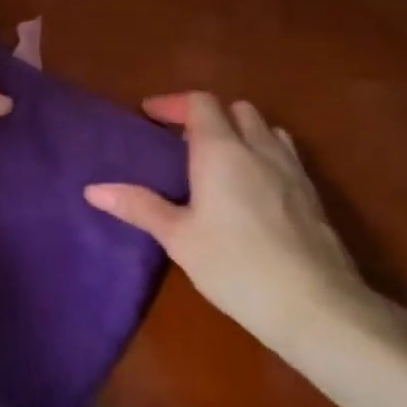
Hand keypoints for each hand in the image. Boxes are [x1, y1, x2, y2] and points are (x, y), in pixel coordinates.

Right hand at [84, 94, 382, 350]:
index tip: (149, 115)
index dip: (173, 103)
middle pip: (236, 109)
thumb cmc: (234, 265)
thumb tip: (92, 189)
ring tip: (220, 161)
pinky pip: (285, 154)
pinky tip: (254, 189)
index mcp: (221, 150)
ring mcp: (291, 168)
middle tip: (183, 143)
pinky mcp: (312, 193)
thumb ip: (139, 206)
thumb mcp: (178, 238)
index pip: (200, 103)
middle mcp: (258, 148)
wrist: (314, 303)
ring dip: (241, 132)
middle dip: (208, 116)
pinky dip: (264, 154)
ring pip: (266, 129)